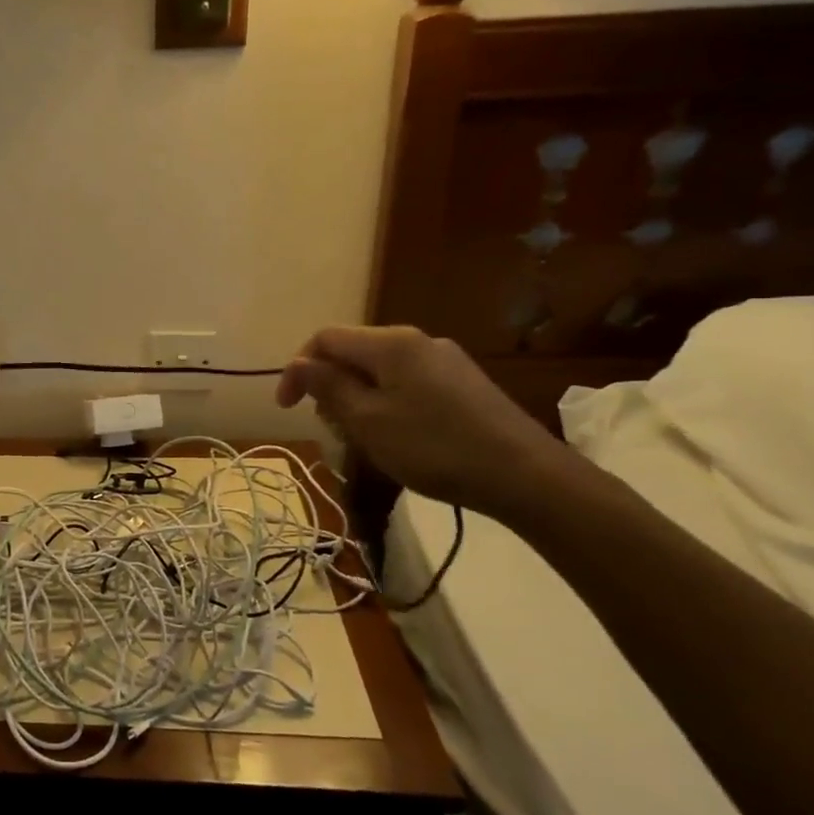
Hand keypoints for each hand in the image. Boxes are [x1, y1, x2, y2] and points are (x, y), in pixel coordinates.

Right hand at [276, 325, 572, 517]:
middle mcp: (417, 340)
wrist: (526, 476)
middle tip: (332, 429)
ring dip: (358, 399)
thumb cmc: (434, 447)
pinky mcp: (463, 383)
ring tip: (364, 440)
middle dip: (330, 387)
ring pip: (380, 371)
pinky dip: (387, 404)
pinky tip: (399, 438)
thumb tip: (297, 364)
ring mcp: (444, 360)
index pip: (325, 338)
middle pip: (353, 353)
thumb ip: (328, 387)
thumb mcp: (368, 420)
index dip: (298, 369)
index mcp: (390, 343)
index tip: (287, 409)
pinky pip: (407, 383)